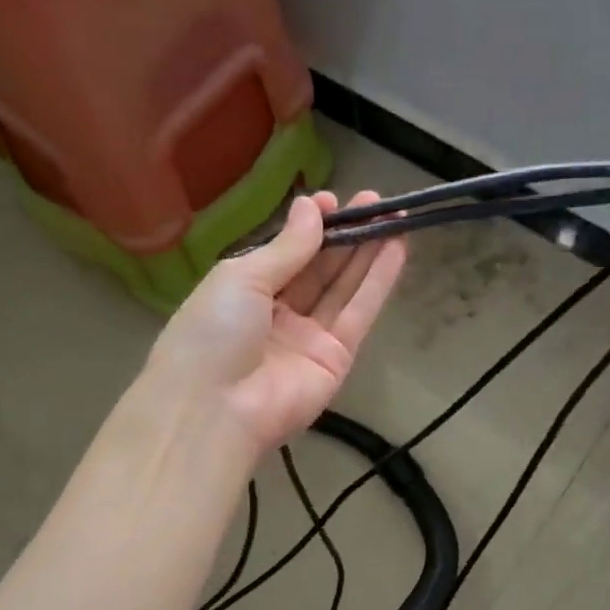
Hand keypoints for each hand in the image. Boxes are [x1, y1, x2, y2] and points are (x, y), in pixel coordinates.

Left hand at [145, 190, 407, 456]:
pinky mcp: (336, 361)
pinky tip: (396, 249)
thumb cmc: (213, 333)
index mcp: (245, 292)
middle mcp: (278, 314)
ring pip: (343, 288)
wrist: (216, 409)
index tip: (333, 200)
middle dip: (346, 234)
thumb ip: (286, 247)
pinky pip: (358, 314)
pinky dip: (378, 282)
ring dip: (368, 253)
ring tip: (394, 216)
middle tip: (376, 201)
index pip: (286, 254)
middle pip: (319, 268)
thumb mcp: (242, 277)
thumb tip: (311, 207)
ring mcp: (309, 339)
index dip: (310, 227)